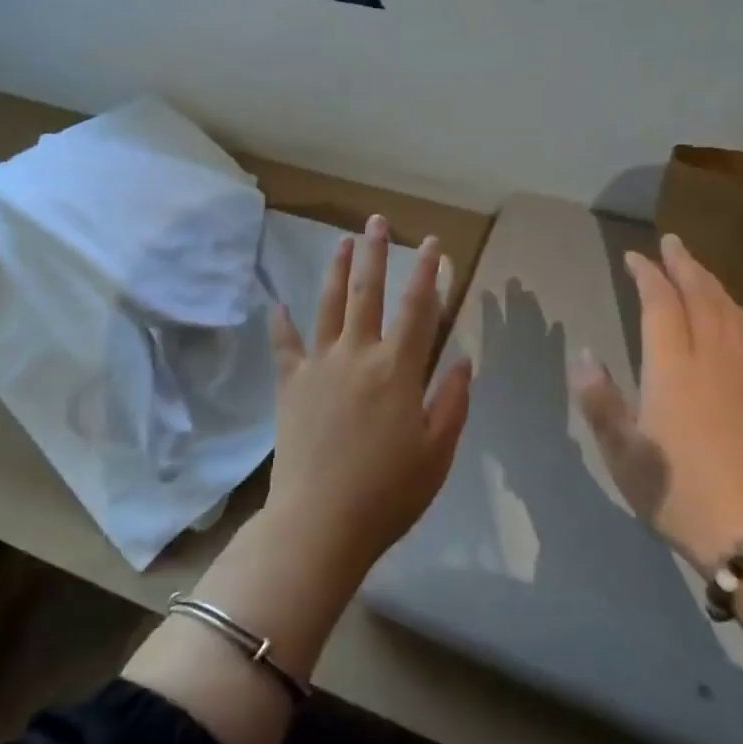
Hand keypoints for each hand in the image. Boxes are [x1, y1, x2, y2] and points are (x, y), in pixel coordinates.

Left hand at [265, 213, 473, 581]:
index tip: (434, 244)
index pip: (419, 309)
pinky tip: (277, 304)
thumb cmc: (388, 493)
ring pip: (328, 306)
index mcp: (398, 370)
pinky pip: (285, 346)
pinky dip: (281, 324)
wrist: (320, 523)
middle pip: (368, 293)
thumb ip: (453, 401)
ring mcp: (319, 366)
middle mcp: (358, 355)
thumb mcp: (438, 452)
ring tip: (340, 241)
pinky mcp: (290, 385)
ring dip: (335, 270)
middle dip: (374, 254)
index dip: (429, 272)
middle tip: (376, 220)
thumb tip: (464, 360)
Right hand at [572, 233, 742, 568]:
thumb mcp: (623, 453)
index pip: (661, 305)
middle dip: (684, 264)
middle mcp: (711, 360)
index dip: (647, 275)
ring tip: (697, 266)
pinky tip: (729, 311)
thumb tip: (583, 354)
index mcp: (673, 370)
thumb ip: (600, 400)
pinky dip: (733, 308)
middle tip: (670, 241)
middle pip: (701, 297)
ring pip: (729, 311)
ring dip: (711, 281)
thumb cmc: (676, 492)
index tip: (633, 257)